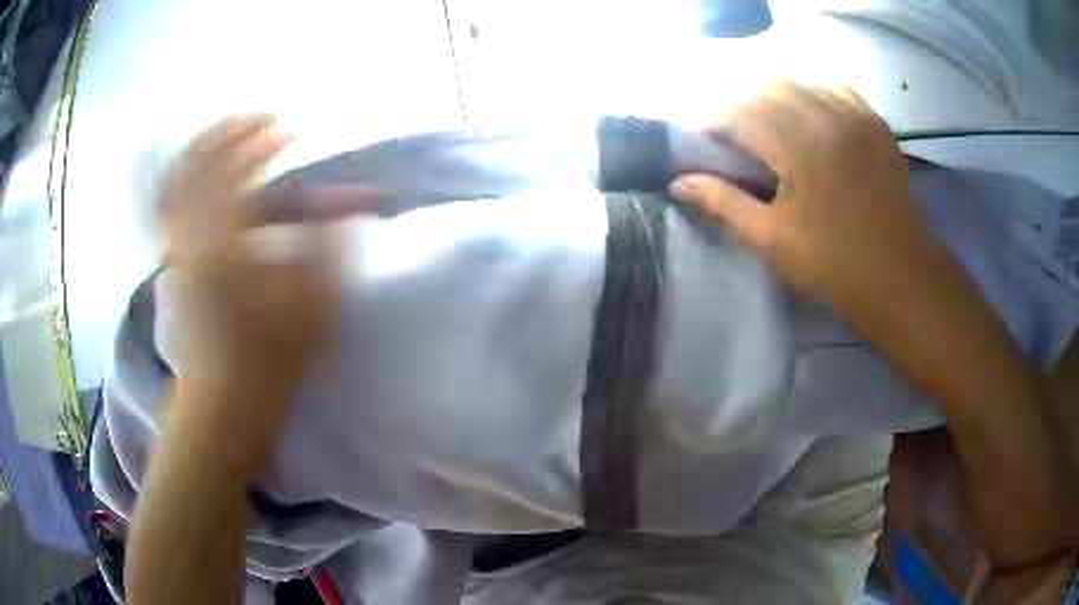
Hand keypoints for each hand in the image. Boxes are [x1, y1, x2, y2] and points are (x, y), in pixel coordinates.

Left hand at [158, 115, 375, 417]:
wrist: (223, 398)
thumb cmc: (269, 358)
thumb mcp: (312, 305)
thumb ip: (327, 244)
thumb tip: (345, 202)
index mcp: (224, 243)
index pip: (236, 169)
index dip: (263, 141)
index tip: (289, 131)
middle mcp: (190, 234)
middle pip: (196, 161)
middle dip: (230, 130)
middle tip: (260, 120)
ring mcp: (175, 245)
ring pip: (175, 176)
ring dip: (203, 145)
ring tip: (230, 132)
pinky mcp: (171, 258)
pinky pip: (164, 203)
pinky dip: (177, 174)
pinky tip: (194, 166)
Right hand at [669, 81, 933, 319]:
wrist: (901, 278)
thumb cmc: (835, 266)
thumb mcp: (772, 241)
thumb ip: (723, 204)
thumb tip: (679, 182)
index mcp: (801, 146)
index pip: (740, 111)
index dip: (711, 120)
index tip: (698, 139)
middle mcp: (828, 116)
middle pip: (767, 85)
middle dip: (738, 103)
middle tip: (729, 132)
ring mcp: (856, 115)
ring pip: (800, 80)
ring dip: (772, 93)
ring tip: (764, 120)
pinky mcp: (874, 123)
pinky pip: (833, 87)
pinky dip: (809, 92)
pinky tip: (804, 114)